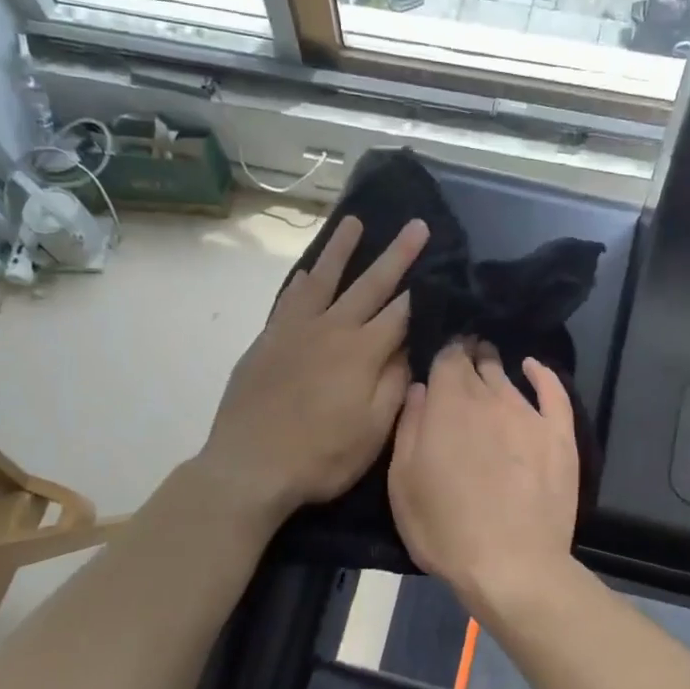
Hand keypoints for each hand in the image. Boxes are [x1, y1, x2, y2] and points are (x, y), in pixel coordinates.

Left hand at [198, 216, 428, 521]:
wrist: (249, 466)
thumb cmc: (321, 457)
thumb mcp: (373, 432)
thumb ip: (394, 384)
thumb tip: (409, 347)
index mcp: (362, 352)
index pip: (400, 312)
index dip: (423, 291)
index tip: (440, 267)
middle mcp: (331, 329)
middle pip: (369, 284)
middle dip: (396, 254)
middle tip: (416, 225)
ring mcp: (294, 331)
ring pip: (323, 279)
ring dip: (341, 249)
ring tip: (354, 222)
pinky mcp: (267, 341)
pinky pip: (289, 300)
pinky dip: (302, 282)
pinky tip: (308, 273)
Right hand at [388, 340, 579, 617]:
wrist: (511, 564)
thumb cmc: (444, 528)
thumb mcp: (403, 481)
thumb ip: (409, 427)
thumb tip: (419, 388)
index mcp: (448, 405)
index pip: (446, 358)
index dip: (441, 353)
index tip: (437, 357)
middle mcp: (490, 398)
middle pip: (477, 363)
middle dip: (467, 356)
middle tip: (460, 359)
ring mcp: (529, 415)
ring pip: (508, 376)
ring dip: (494, 367)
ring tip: (487, 362)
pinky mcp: (559, 436)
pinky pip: (553, 391)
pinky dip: (542, 374)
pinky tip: (533, 366)